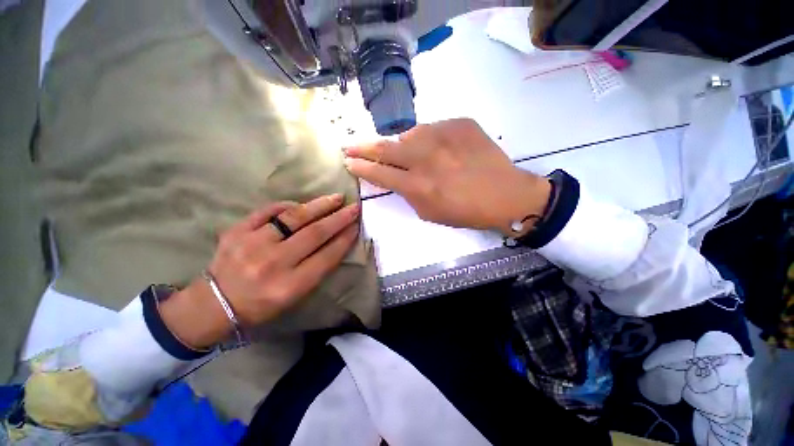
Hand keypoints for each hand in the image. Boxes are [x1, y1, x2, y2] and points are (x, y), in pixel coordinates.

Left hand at [160, 195, 359, 347]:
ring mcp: (252, 245)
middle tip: (353, 207)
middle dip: (339, 219)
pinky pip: (268, 211)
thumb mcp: (295, 296)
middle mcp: (273, 264)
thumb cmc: (262, 304)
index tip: (357, 226)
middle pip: (314, 234)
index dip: (345, 239)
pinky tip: (301, 204)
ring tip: (335, 198)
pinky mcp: (236, 232)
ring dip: (319, 206)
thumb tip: (337, 240)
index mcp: (289, 286)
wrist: (214, 304)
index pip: (326, 257)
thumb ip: (318, 269)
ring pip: (294, 218)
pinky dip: (288, 205)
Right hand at [344, 118, 550, 235]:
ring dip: (405, 145)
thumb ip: (408, 192)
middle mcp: (426, 157)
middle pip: (385, 148)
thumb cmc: (465, 211)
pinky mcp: (460, 123)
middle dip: (363, 147)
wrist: (505, 194)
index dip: (361, 167)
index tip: (348, 162)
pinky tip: (442, 150)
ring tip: (416, 156)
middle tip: (350, 146)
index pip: (379, 173)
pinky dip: (430, 140)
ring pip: (409, 134)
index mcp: (418, 185)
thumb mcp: (429, 212)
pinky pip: (434, 129)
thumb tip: (397, 174)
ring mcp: (444, 136)